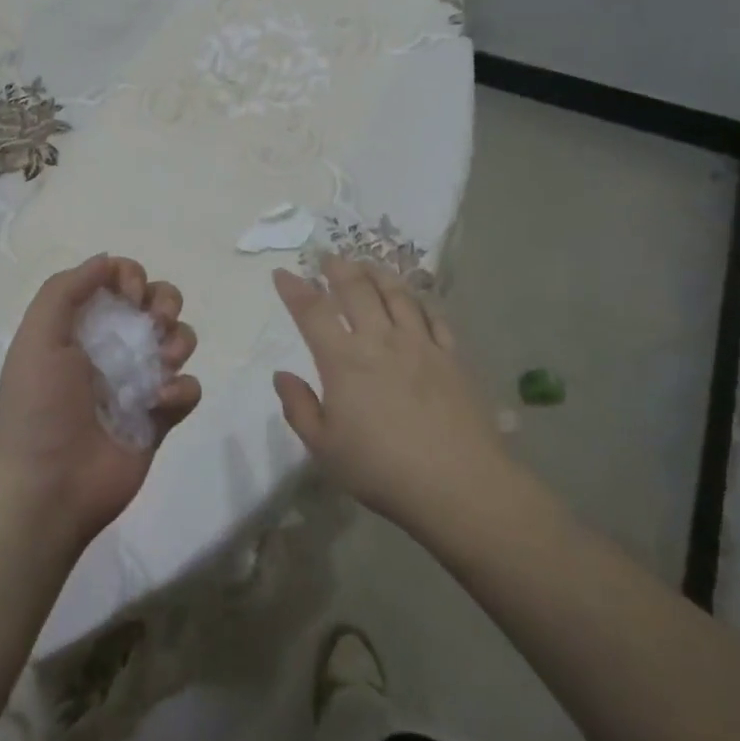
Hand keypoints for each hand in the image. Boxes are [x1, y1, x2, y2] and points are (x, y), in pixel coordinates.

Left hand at [0, 254, 200, 558]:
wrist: (50, 487)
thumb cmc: (39, 407)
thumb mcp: (38, 338)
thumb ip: (66, 290)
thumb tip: (107, 260)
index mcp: (80, 327)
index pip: (118, 282)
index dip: (132, 277)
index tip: (131, 295)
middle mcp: (111, 348)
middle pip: (156, 303)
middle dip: (165, 303)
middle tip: (156, 323)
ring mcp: (138, 382)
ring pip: (179, 340)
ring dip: (178, 342)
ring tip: (160, 366)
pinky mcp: (160, 416)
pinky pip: (188, 387)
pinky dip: (181, 389)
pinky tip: (160, 402)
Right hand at [272, 256, 503, 526]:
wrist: (457, 483)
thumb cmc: (380, 469)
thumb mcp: (323, 447)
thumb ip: (299, 408)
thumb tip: (282, 375)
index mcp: (343, 361)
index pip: (312, 312)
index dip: (294, 289)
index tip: (282, 273)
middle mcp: (380, 341)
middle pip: (357, 290)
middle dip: (338, 268)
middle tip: (328, 257)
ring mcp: (420, 345)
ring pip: (397, 294)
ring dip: (378, 274)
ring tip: (367, 265)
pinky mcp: (452, 357)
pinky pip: (433, 316)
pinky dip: (419, 300)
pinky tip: (414, 299)